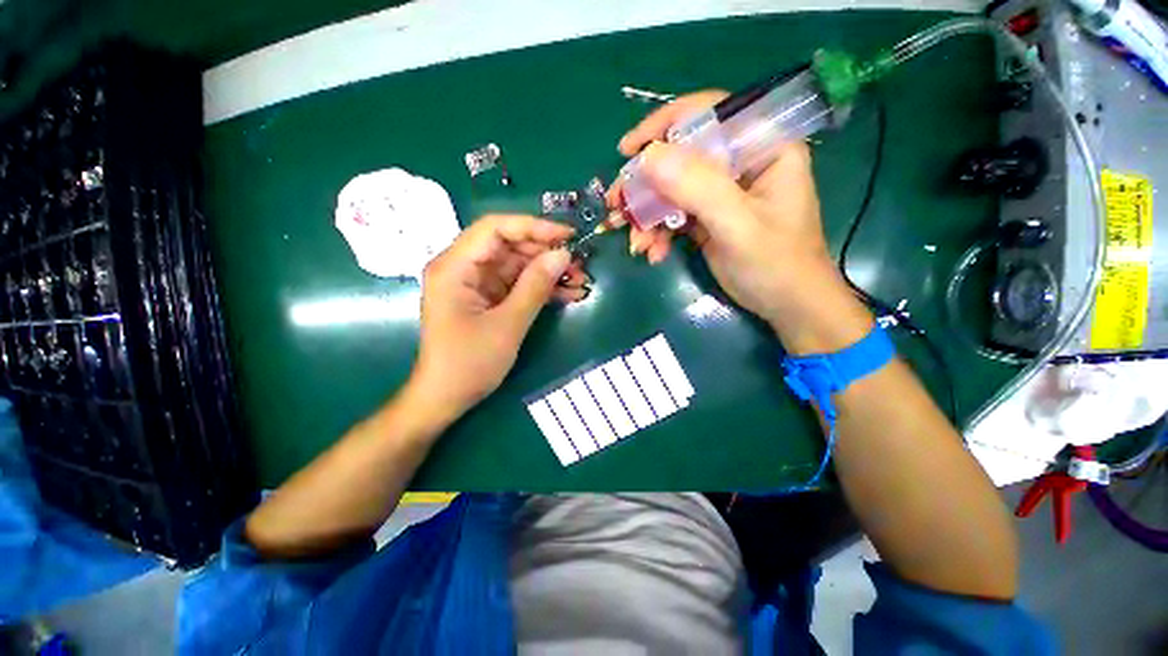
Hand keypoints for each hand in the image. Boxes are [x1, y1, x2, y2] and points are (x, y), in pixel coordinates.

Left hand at [411, 215, 588, 417]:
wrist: (446, 399)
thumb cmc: (469, 364)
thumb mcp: (507, 325)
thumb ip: (534, 286)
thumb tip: (562, 255)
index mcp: (454, 267)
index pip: (495, 229)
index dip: (533, 227)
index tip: (567, 235)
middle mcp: (463, 268)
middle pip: (509, 246)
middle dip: (546, 253)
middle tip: (579, 264)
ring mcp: (476, 284)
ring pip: (517, 265)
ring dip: (548, 272)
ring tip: (579, 281)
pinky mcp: (488, 298)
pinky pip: (517, 284)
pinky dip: (541, 288)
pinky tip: (567, 294)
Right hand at [613, 90, 871, 353]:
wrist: (786, 304)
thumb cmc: (776, 264)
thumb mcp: (738, 225)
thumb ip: (698, 188)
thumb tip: (648, 157)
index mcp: (762, 147)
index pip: (708, 116)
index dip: (664, 127)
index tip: (626, 152)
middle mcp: (740, 162)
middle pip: (681, 157)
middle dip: (646, 186)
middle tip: (618, 207)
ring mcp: (722, 191)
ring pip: (672, 189)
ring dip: (648, 216)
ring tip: (636, 244)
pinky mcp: (709, 215)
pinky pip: (674, 215)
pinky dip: (658, 233)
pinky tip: (653, 253)